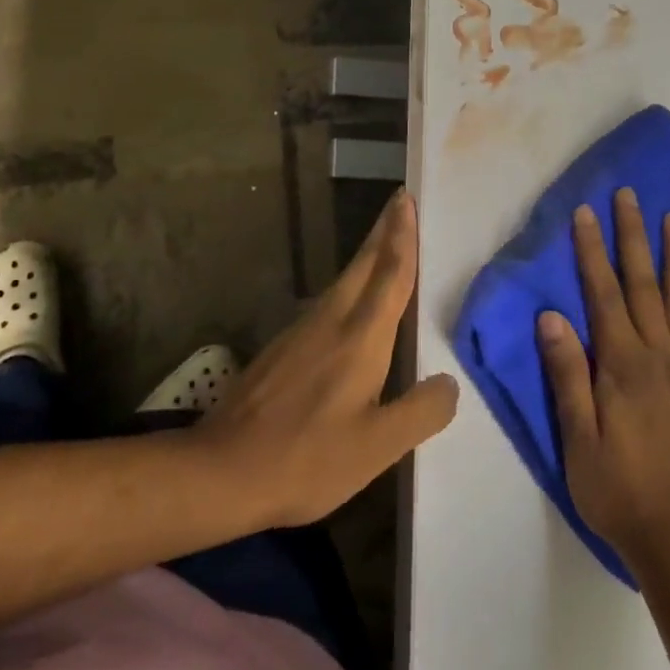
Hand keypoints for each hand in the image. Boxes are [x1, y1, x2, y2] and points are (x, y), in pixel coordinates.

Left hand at [200, 189, 458, 527]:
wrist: (221, 470)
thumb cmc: (306, 458)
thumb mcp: (377, 448)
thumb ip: (421, 412)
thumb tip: (449, 383)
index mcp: (361, 337)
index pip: (390, 275)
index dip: (402, 237)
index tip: (406, 199)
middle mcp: (331, 321)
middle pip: (363, 266)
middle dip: (383, 232)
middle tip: (400, 204)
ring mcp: (300, 332)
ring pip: (342, 282)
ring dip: (366, 258)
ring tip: (384, 248)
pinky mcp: (281, 349)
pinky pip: (326, 304)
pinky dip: (348, 288)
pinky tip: (349, 306)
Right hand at [538, 188, 669, 571]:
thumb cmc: (615, 487)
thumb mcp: (577, 438)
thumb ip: (568, 374)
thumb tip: (551, 316)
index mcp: (623, 365)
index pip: (604, 294)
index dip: (592, 251)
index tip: (586, 213)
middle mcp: (659, 355)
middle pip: (644, 284)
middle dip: (633, 236)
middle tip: (630, 196)